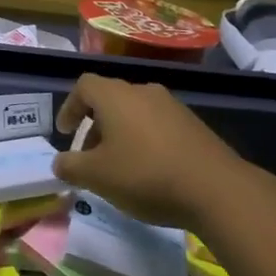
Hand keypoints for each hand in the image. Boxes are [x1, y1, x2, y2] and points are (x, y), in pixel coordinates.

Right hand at [51, 73, 242, 230]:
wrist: (217, 189)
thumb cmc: (146, 175)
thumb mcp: (98, 176)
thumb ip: (71, 167)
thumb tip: (58, 162)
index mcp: (115, 95)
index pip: (84, 85)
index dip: (70, 107)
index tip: (66, 133)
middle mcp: (142, 91)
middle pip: (110, 99)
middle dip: (95, 126)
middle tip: (90, 158)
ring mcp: (172, 106)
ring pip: (135, 112)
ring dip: (121, 134)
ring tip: (120, 167)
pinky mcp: (194, 124)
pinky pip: (158, 125)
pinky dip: (145, 141)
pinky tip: (151, 171)